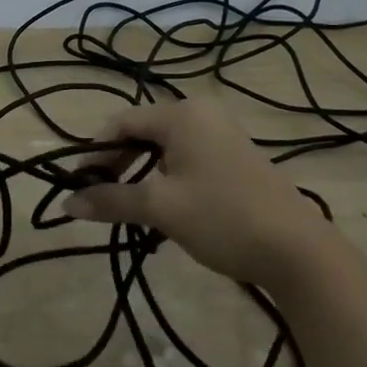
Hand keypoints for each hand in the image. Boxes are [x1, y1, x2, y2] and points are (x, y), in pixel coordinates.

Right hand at [62, 97, 332, 287]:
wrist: (299, 251)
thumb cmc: (222, 217)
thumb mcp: (160, 208)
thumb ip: (111, 200)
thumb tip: (66, 203)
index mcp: (182, 114)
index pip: (121, 123)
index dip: (94, 153)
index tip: (79, 184)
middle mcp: (201, 114)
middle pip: (142, 132)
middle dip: (117, 163)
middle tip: (100, 196)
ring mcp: (222, 134)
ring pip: (164, 147)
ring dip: (140, 173)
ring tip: (127, 204)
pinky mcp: (236, 158)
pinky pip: (186, 158)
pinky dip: (165, 177)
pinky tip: (163, 205)